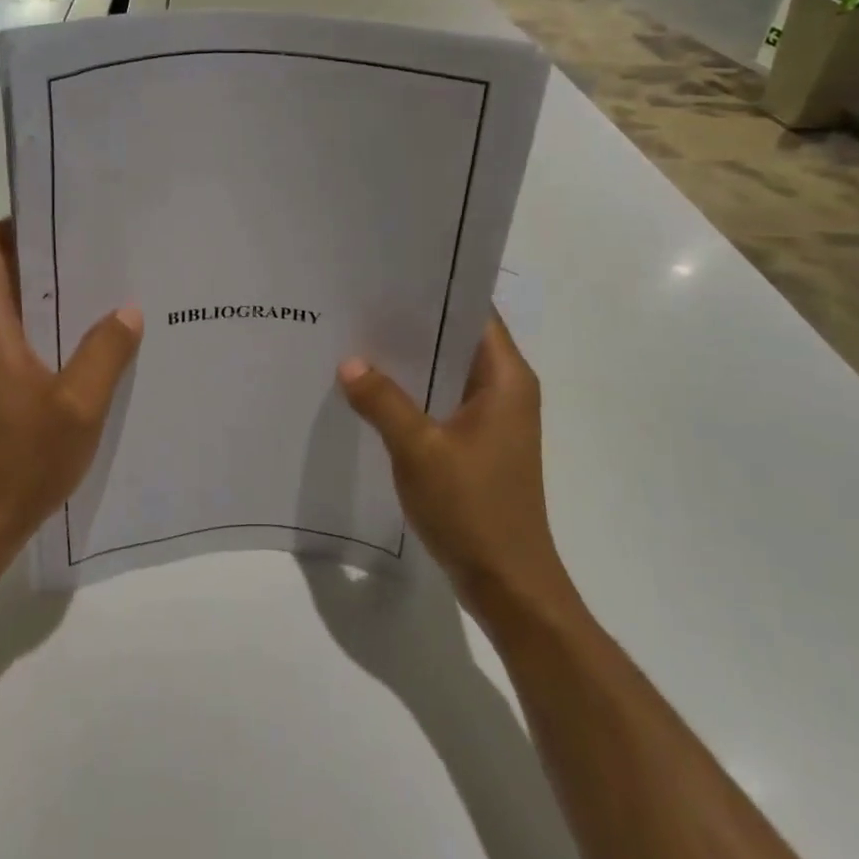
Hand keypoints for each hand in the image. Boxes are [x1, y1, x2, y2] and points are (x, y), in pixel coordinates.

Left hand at [0, 220, 142, 559]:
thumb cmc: (20, 460)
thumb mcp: (78, 404)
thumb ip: (105, 351)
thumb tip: (127, 309)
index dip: (23, 222)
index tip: (70, 217)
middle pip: (5, 271)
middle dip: (49, 255)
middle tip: (105, 250)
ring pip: (15, 308)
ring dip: (53, 295)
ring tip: (108, 289)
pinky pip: (20, 339)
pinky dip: (50, 329)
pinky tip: (93, 343)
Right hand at [337, 312, 571, 608]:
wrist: (508, 584)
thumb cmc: (473, 509)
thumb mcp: (419, 450)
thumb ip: (383, 401)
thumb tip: (349, 362)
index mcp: (506, 379)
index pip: (475, 312)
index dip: (435, 289)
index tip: (389, 274)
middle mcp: (505, 390)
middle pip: (457, 338)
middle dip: (412, 323)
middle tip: (360, 304)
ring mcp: (492, 419)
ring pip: (446, 372)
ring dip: (409, 360)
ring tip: (357, 340)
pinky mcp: (477, 444)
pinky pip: (441, 401)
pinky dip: (412, 392)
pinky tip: (372, 390)